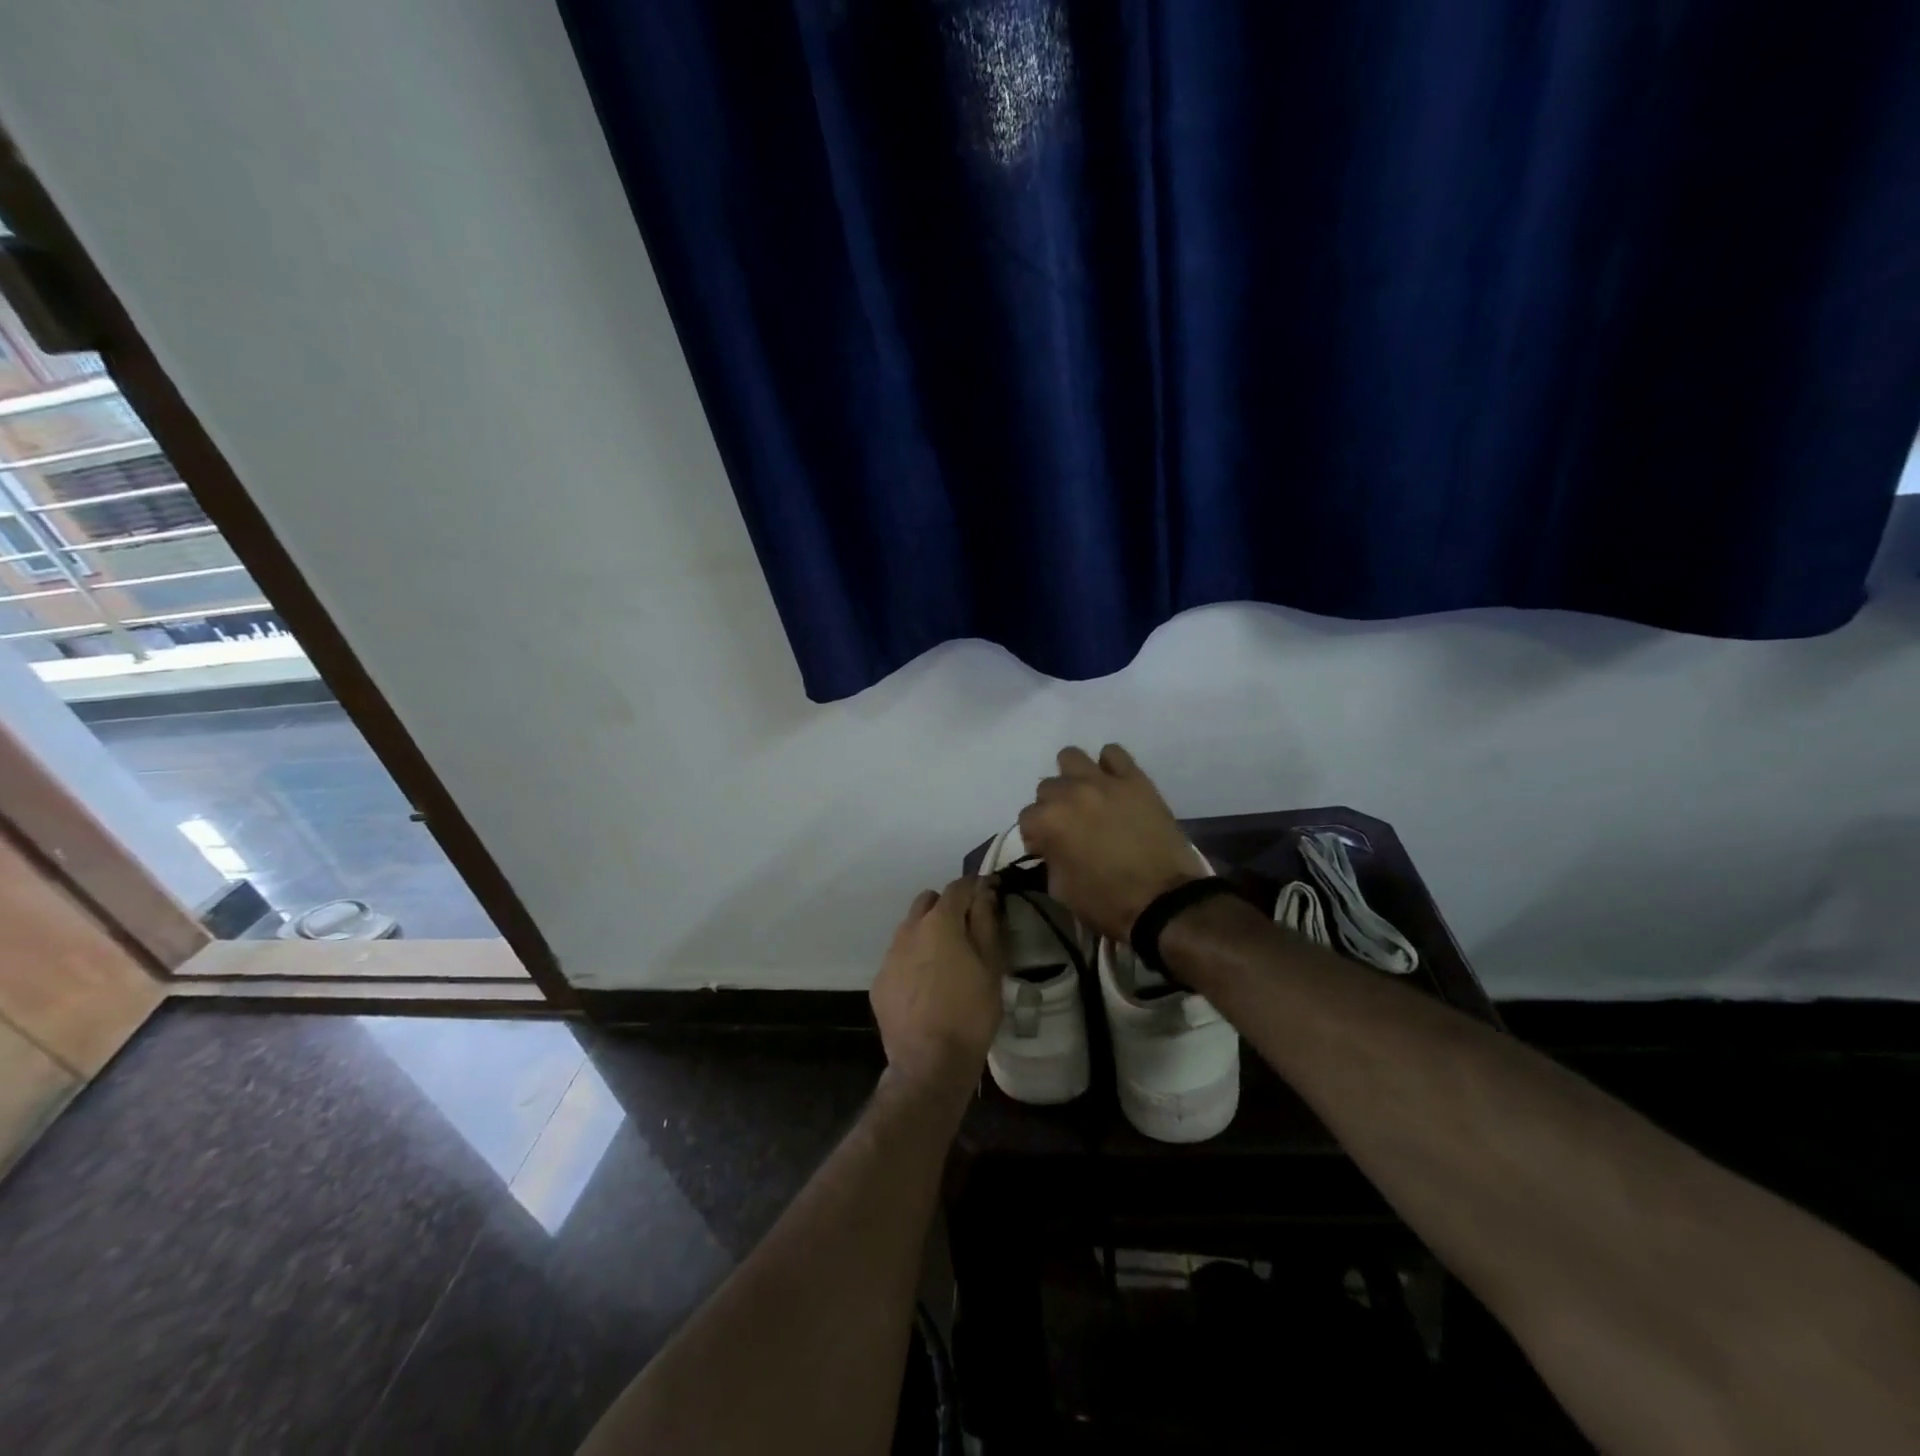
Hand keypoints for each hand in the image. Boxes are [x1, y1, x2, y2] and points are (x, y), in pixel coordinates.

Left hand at [870, 877, 1003, 1099]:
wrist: (929, 1063)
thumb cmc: (970, 1012)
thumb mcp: (991, 966)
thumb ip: (986, 922)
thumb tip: (984, 892)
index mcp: (939, 922)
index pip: (958, 887)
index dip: (975, 887)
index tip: (988, 895)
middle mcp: (909, 930)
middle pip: (928, 901)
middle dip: (948, 907)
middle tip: (967, 931)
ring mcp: (890, 956)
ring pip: (910, 929)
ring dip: (928, 933)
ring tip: (946, 962)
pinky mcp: (880, 981)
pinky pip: (899, 958)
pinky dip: (914, 961)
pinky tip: (927, 987)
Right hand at [1018, 744, 1202, 939]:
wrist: (1165, 901)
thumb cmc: (1108, 902)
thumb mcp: (1062, 890)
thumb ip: (1050, 859)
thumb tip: (1052, 848)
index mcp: (1048, 821)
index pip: (1027, 818)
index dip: (1036, 836)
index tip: (1048, 849)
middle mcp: (1070, 792)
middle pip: (1047, 787)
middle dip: (1053, 807)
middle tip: (1071, 826)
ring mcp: (1103, 781)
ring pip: (1071, 758)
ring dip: (1073, 777)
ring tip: (1087, 798)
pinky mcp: (1135, 779)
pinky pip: (1114, 753)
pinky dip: (1109, 766)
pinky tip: (1113, 785)